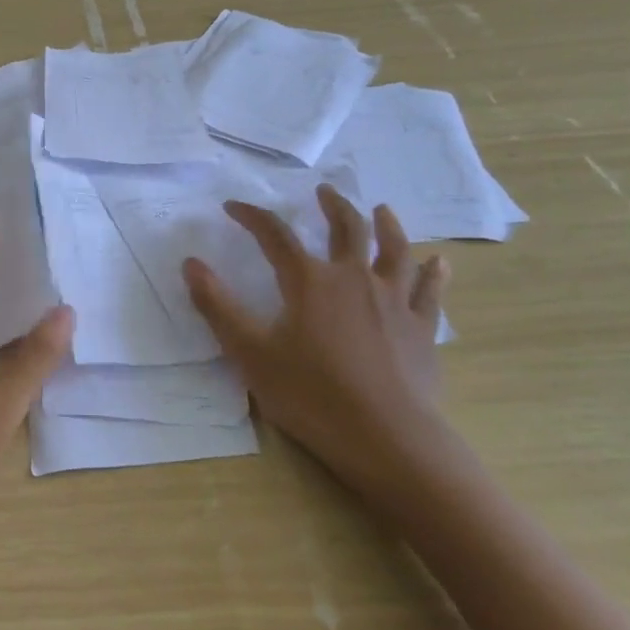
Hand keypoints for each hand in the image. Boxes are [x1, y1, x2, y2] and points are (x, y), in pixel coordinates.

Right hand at [182, 187, 452, 508]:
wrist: (386, 438)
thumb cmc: (311, 395)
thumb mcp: (250, 353)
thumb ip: (218, 306)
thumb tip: (190, 263)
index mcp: (309, 282)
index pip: (275, 235)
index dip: (252, 217)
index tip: (233, 207)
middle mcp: (354, 279)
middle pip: (346, 228)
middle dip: (332, 206)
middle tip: (323, 191)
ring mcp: (393, 301)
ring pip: (394, 250)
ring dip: (388, 225)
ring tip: (382, 209)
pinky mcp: (421, 329)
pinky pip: (430, 292)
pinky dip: (433, 273)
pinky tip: (439, 261)